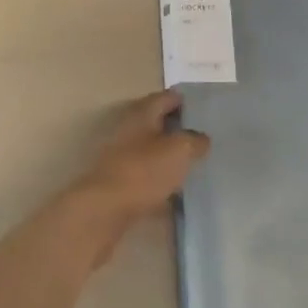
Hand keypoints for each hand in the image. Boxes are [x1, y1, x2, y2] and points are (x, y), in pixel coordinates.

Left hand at [67, 91, 208, 249]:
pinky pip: (145, 173)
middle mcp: (129, 129)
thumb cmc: (144, 171)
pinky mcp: (118, 181)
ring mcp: (120, 156)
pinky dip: (159, 177)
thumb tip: (201, 139)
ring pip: (150, 148)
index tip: (203, 109)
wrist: (104, 209)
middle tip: (201, 136)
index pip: (166, 97)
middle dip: (177, 127)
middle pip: (156, 122)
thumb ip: (195, 141)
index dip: (184, 101)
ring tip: (191, 162)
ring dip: (167, 153)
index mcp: (143, 113)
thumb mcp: (180, 150)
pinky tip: (174, 188)